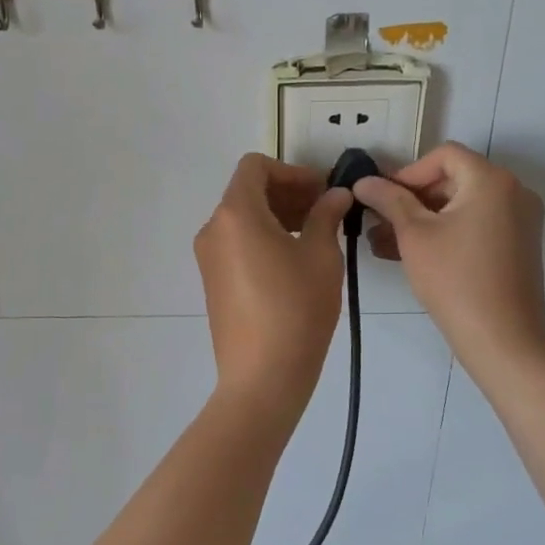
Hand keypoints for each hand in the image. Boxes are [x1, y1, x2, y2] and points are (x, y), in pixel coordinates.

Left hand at [195, 154, 352, 412]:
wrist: (262, 377)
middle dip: (287, 192)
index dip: (292, 172)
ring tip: (314, 234)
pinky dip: (263, 237)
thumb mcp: (321, 256)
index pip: (255, 167)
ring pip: (242, 218)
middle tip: (325, 210)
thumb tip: (335, 195)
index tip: (321, 191)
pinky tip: (293, 259)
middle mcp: (213, 228)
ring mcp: (208, 256)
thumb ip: (326, 216)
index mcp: (235, 214)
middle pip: (247, 191)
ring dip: (277, 215)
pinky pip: (236, 242)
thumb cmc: (296, 309)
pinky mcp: (212, 280)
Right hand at [354, 143, 544, 374]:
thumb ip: (388, 200)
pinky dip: (445, 233)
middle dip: (411, 199)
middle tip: (378, 222)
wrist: (503, 341)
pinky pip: (475, 226)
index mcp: (492, 180)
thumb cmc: (454, 279)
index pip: (444, 155)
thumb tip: (363, 181)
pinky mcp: (517, 246)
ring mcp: (519, 221)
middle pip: (453, 179)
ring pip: (461, 206)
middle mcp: (513, 192)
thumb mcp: (414, 235)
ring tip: (383, 244)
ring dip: (423, 219)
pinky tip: (410, 255)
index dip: (408, 172)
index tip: (382, 199)